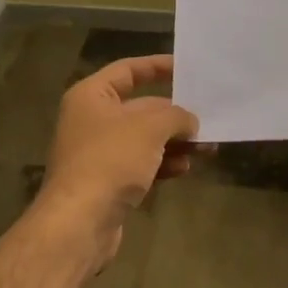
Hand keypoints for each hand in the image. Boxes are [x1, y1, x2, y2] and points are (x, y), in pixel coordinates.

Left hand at [35, 54, 199, 267]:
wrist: (79, 222)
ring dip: (175, 142)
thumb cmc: (111, 160)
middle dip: (174, 115)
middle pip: (140, 108)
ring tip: (207, 147)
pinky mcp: (107, 182)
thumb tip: (189, 121)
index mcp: (92, 96)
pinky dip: (163, 163)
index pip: (128, 70)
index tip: (186, 68)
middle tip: (208, 118)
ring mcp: (98, 153)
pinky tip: (185, 168)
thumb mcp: (150, 128)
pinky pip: (141, 164)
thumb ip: (176, 116)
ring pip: (144, 139)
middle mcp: (92, 120)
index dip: (157, 66)